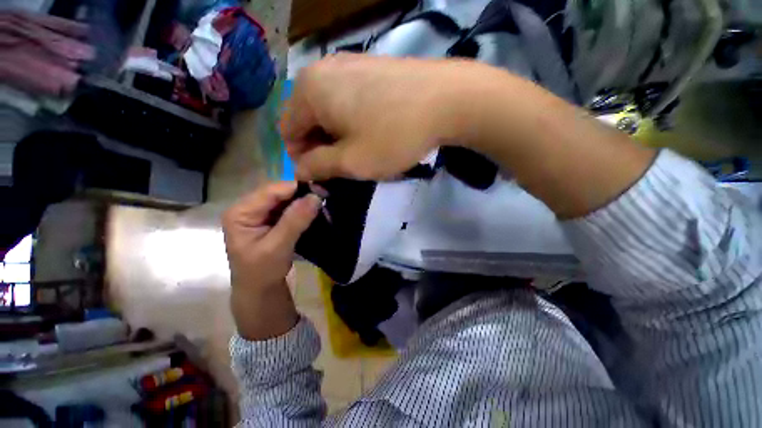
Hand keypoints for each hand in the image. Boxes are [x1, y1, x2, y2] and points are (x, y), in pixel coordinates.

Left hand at [222, 182, 321, 339]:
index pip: (271, 191)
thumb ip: (295, 221)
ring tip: (322, 200)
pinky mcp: (271, 218)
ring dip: (303, 200)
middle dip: (301, 193)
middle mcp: (248, 207)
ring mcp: (260, 212)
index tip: (321, 189)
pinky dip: (302, 207)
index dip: (296, 187)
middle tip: (324, 195)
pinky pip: (289, 207)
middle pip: (278, 192)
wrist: (259, 290)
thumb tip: (316, 197)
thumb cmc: (262, 272)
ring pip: (285, 198)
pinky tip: (314, 208)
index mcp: (241, 212)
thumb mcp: (277, 247)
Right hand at [282, 54, 485, 180]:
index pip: (288, 132)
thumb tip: (299, 170)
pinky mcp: (370, 68)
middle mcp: (322, 70)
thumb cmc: (393, 136)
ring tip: (360, 150)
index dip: (302, 158)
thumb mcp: (351, 161)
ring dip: (337, 135)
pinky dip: (351, 120)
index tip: (323, 176)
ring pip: (328, 110)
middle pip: (307, 119)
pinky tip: (372, 130)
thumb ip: (318, 167)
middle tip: (344, 167)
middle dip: (321, 147)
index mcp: (309, 91)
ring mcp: (348, 64)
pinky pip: (347, 99)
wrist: (447, 100)